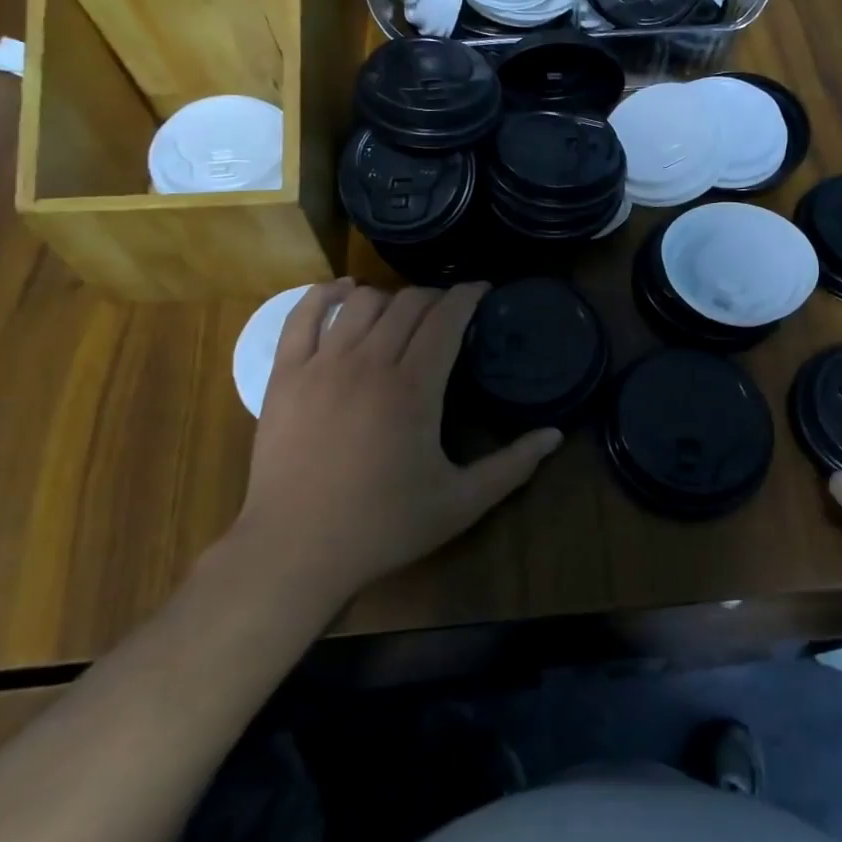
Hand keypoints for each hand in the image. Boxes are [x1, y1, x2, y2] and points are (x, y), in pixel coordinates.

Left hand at [236, 280, 561, 609]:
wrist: (295, 550)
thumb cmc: (383, 526)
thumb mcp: (461, 503)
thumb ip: (513, 466)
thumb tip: (555, 435)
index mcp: (414, 387)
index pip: (447, 318)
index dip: (468, 296)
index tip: (482, 291)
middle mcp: (369, 362)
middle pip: (408, 303)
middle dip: (435, 297)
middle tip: (449, 311)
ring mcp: (322, 364)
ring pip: (361, 302)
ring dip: (389, 298)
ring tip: (402, 313)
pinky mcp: (286, 375)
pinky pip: (302, 315)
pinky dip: (325, 294)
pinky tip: (342, 291)